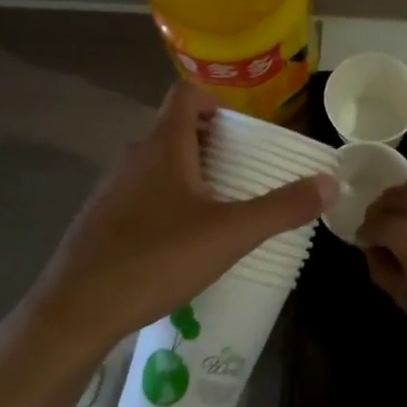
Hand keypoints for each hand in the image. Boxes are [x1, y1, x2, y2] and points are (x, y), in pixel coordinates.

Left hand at [0, 85, 335, 406]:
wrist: (76, 311)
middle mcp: (133, 158)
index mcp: (163, 146)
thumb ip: (281, 208)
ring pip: (155, 166)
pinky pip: (138, 196)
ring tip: (216, 209)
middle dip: (210, 144)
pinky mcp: (99, 222)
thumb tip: (330, 183)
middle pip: (173, 130)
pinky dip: (163, 204)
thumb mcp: (230, 234)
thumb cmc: (156, 258)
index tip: (240, 130)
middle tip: (240, 173)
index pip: (185, 95)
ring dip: (186, 175)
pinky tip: (177, 244)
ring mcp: (111, 190)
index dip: (214, 101)